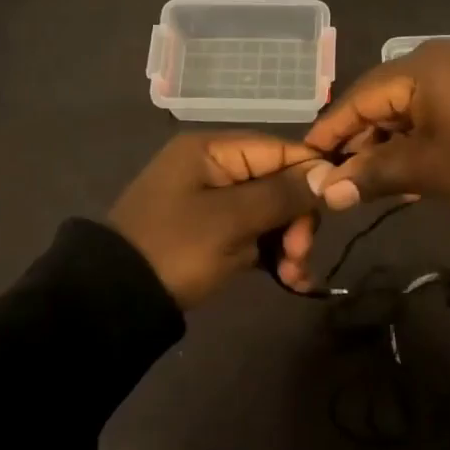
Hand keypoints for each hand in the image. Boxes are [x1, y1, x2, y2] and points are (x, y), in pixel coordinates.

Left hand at [107, 132, 323, 307]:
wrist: (116, 300)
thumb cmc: (176, 248)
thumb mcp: (231, 220)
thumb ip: (281, 194)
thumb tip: (328, 173)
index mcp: (212, 150)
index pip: (280, 150)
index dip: (311, 176)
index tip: (334, 208)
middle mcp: (215, 168)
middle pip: (278, 183)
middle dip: (297, 220)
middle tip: (300, 254)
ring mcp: (213, 203)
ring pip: (271, 213)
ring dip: (289, 243)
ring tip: (294, 276)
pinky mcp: (214, 234)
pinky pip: (255, 235)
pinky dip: (273, 255)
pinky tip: (290, 280)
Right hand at [302, 40, 449, 221]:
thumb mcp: (428, 170)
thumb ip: (372, 174)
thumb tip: (326, 192)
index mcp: (421, 67)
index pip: (359, 97)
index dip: (331, 132)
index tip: (306, 163)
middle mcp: (439, 59)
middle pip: (382, 100)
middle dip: (361, 141)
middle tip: (341, 180)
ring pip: (409, 108)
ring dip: (389, 144)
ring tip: (373, 182)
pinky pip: (435, 110)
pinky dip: (418, 138)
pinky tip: (409, 170)